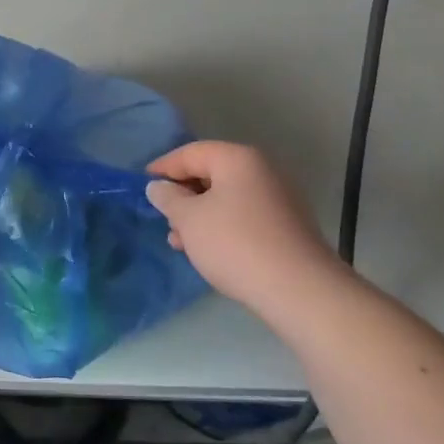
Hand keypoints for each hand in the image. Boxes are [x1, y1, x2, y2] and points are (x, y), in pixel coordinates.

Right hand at [145, 141, 346, 323]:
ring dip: (199, 215)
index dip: (163, 167)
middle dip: (183, 196)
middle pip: (210, 174)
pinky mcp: (286, 226)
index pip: (190, 153)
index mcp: (238, 159)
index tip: (143, 186)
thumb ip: (168, 198)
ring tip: (179, 242)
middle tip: (163, 218)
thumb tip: (158, 186)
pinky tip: (207, 251)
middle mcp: (262, 171)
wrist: (300, 290)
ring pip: (226, 198)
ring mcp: (278, 199)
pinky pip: (243, 216)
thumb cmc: (235, 244)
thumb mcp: (189, 219)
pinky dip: (221, 227)